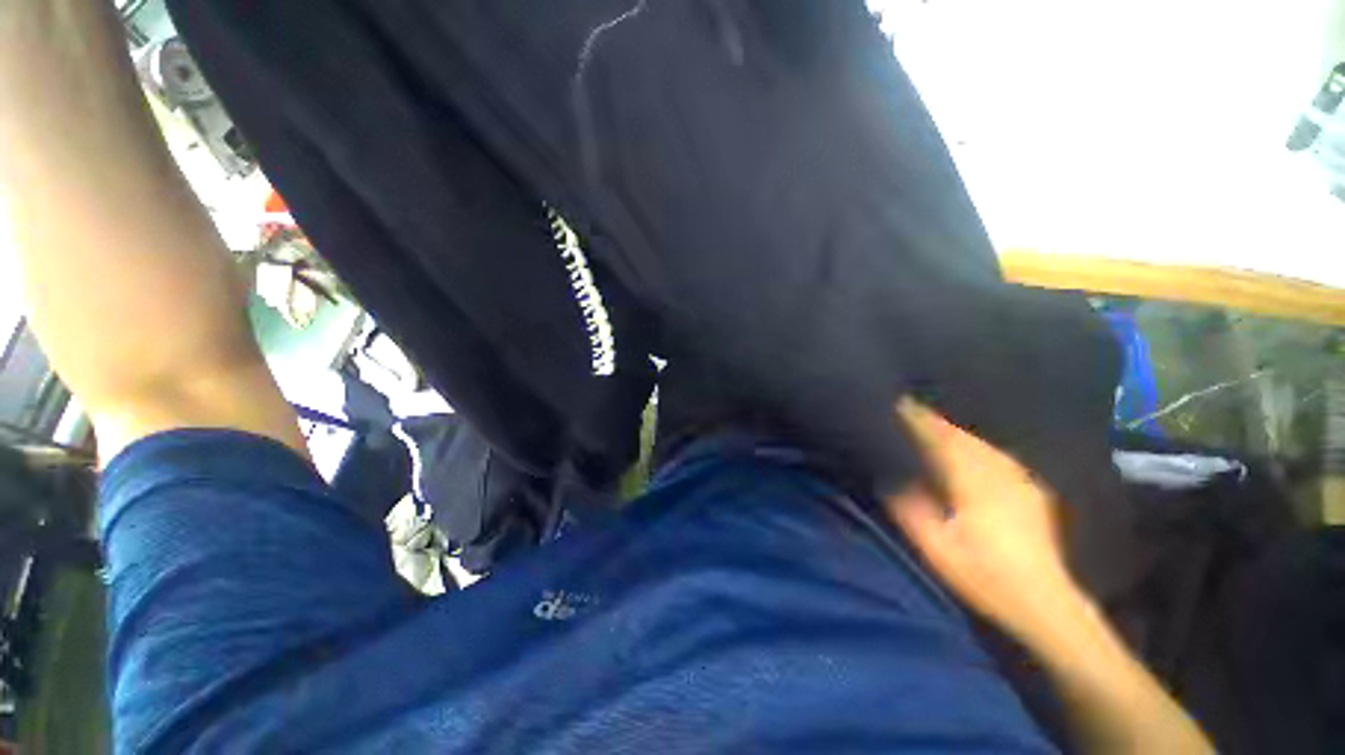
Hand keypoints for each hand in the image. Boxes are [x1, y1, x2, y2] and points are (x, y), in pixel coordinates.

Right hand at [885, 399, 1083, 644]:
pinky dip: (974, 446)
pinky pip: (994, 454)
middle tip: (907, 413)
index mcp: (970, 478)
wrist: (1045, 603)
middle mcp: (995, 469)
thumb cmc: (983, 573)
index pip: (937, 436)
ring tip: (930, 427)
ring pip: (977, 441)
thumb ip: (908, 506)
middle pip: (957, 434)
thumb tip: (888, 474)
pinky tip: (968, 451)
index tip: (894, 404)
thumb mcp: (934, 545)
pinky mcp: (1029, 488)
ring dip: (951, 431)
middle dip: (930, 421)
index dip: (915, 419)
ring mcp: (1017, 477)